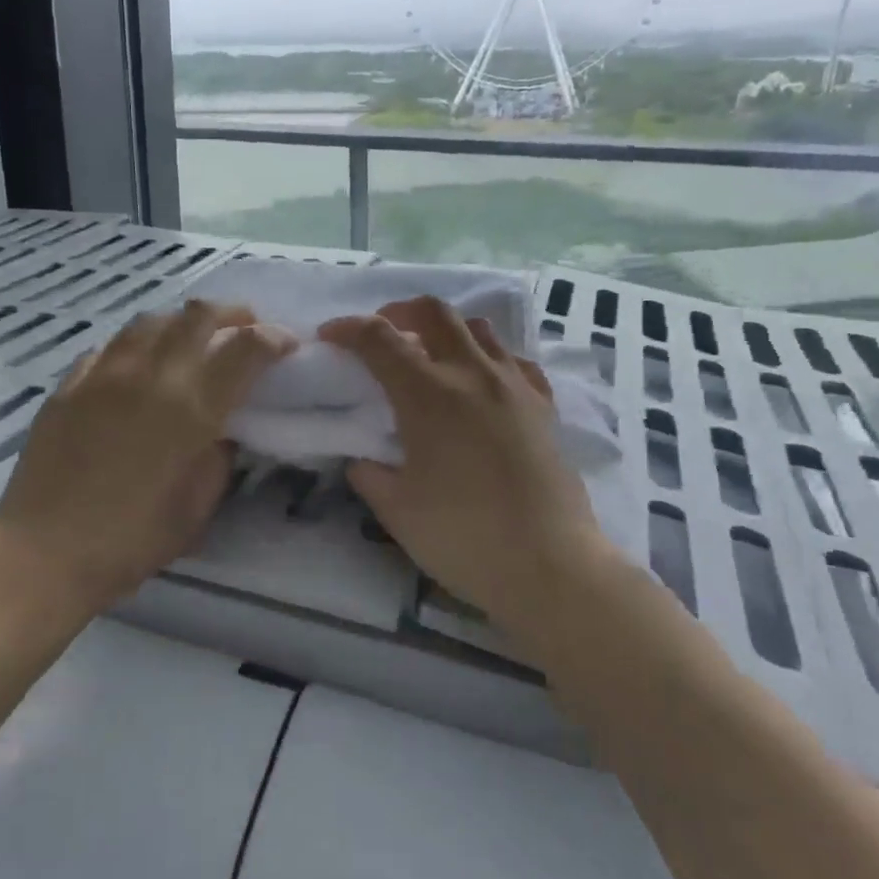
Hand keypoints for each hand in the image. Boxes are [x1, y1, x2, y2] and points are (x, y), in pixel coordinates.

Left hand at [0, 301, 295, 613]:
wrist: (44, 553)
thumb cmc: (131, 540)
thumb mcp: (197, 508)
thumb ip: (219, 458)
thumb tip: (222, 429)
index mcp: (191, 408)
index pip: (245, 350)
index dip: (273, 339)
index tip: (286, 344)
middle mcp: (151, 376)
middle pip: (198, 316)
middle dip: (232, 314)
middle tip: (245, 327)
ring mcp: (104, 374)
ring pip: (151, 320)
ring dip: (182, 321)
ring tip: (191, 338)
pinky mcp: (69, 384)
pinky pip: (110, 345)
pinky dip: (137, 344)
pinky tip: (138, 363)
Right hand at [321, 297, 622, 637]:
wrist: (550, 566)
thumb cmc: (463, 537)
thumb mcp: (396, 510)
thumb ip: (369, 474)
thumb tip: (362, 459)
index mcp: (428, 395)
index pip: (378, 339)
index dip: (347, 328)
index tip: (329, 337)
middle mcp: (472, 375)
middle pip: (433, 312)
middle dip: (398, 312)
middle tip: (381, 334)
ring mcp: (514, 386)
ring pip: (478, 328)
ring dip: (444, 330)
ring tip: (430, 356)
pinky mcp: (544, 406)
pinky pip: (514, 360)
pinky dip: (488, 358)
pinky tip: (481, 384)